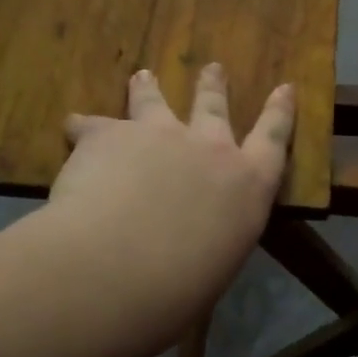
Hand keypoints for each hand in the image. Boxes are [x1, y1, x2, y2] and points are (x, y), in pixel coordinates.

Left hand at [45, 64, 294, 324]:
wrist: (121, 268)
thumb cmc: (181, 288)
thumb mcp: (215, 268)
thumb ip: (209, 241)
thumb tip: (190, 251)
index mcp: (247, 186)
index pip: (273, 140)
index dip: (280, 112)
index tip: (284, 87)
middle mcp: (209, 149)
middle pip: (213, 108)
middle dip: (213, 87)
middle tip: (212, 68)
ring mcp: (159, 134)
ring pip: (154, 102)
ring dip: (149, 89)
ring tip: (142, 77)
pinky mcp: (109, 134)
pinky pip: (92, 125)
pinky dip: (83, 128)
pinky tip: (72, 127)